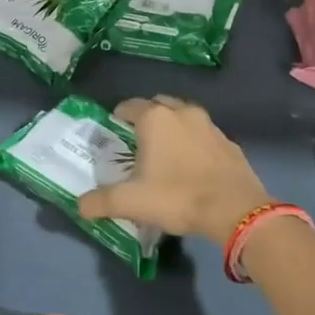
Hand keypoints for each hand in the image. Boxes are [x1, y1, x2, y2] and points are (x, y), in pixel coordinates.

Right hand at [77, 96, 270, 241]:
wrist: (234, 209)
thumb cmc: (177, 197)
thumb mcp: (131, 202)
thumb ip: (101, 201)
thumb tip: (79, 205)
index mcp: (155, 119)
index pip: (129, 106)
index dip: (118, 117)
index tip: (113, 131)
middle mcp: (182, 113)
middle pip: (158, 105)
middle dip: (146, 117)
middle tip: (137, 141)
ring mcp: (209, 125)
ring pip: (184, 117)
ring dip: (173, 127)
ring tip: (165, 152)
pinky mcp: (228, 142)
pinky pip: (204, 135)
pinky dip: (194, 143)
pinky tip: (192, 165)